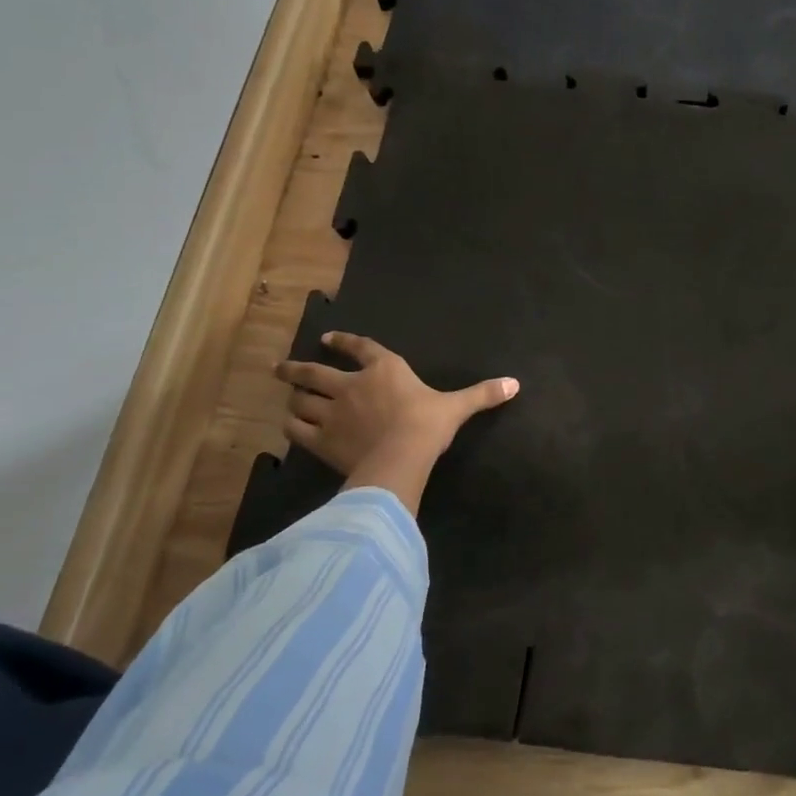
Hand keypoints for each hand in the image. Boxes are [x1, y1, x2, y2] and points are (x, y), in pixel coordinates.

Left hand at [275, 332, 517, 515]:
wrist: (401, 456)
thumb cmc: (428, 425)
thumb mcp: (457, 407)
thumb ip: (482, 394)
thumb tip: (515, 384)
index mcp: (385, 369)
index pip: (360, 348)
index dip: (343, 342)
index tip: (326, 339)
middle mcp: (352, 385)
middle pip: (314, 372)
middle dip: (295, 368)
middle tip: (280, 367)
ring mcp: (332, 412)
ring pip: (301, 400)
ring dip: (294, 398)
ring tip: (288, 398)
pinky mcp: (320, 440)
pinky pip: (297, 430)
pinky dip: (292, 427)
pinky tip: (291, 428)